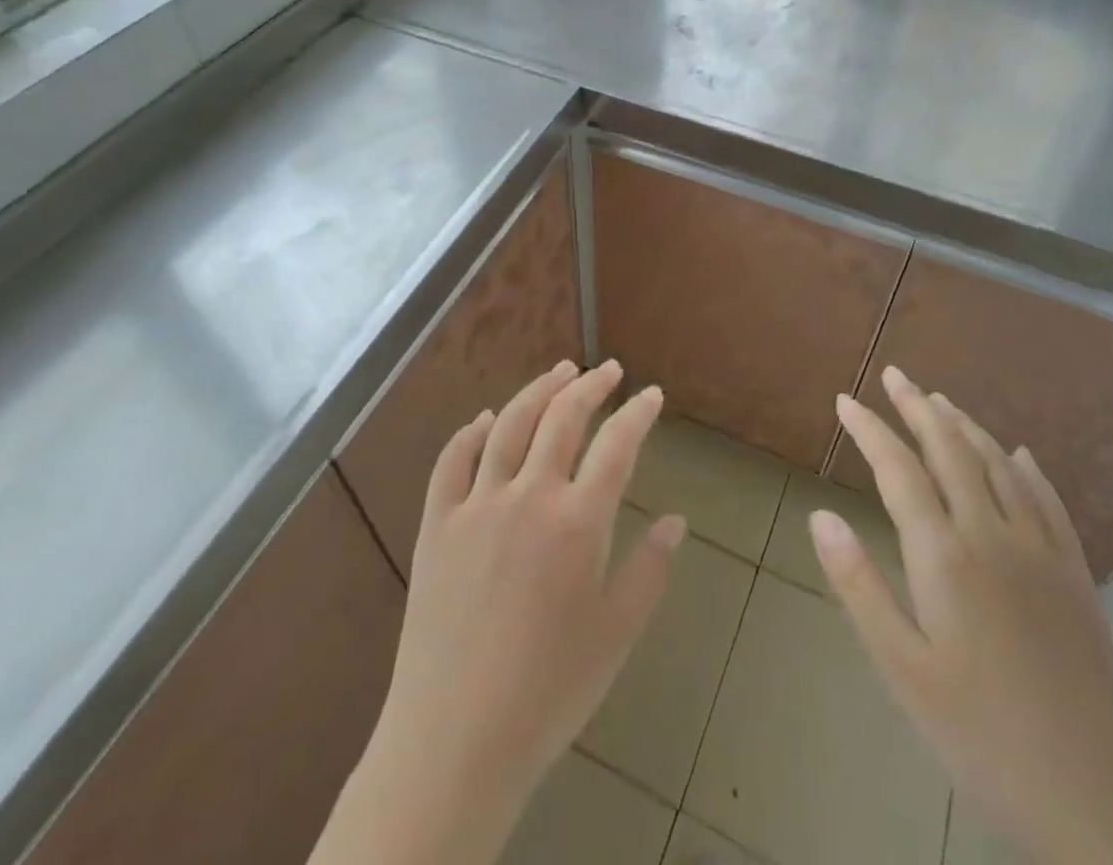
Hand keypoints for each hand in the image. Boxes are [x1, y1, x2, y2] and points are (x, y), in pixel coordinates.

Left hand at [313, 360, 683, 864]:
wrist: (454, 741)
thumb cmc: (549, 692)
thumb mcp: (616, 634)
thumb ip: (650, 570)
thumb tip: (676, 520)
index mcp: (578, 522)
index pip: (617, 445)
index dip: (638, 413)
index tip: (651, 395)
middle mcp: (528, 496)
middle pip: (563, 418)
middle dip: (591, 386)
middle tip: (609, 370)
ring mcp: (476, 505)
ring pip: (509, 424)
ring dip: (538, 390)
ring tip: (560, 371)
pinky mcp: (436, 524)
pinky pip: (452, 461)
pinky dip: (471, 432)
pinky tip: (485, 419)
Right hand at [813, 367, 1112, 864]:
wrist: (1095, 801)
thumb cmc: (980, 736)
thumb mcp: (901, 669)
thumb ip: (859, 585)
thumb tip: (821, 515)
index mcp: (945, 556)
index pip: (899, 470)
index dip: (869, 430)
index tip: (845, 400)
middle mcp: (993, 535)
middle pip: (951, 451)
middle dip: (918, 407)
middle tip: (894, 375)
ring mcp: (1042, 551)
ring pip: (999, 465)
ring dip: (966, 426)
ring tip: (940, 400)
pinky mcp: (1076, 575)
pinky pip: (1048, 500)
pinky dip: (1026, 467)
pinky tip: (1018, 454)